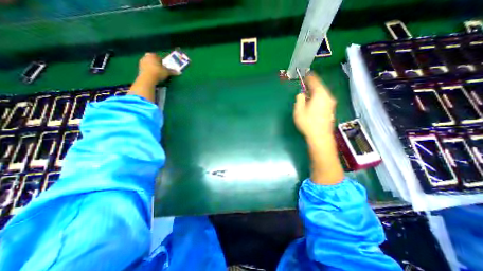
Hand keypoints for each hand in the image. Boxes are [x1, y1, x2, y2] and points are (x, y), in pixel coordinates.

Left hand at [137, 52, 178, 80]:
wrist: (147, 78)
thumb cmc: (158, 72)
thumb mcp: (167, 72)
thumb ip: (172, 71)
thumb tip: (179, 72)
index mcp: (152, 55)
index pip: (159, 57)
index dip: (163, 62)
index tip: (165, 67)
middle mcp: (145, 57)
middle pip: (153, 60)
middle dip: (157, 64)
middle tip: (162, 70)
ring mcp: (141, 62)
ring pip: (149, 64)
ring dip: (153, 68)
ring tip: (158, 74)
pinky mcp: (139, 69)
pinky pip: (146, 69)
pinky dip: (150, 71)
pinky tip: (153, 76)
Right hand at [294, 74, 336, 139]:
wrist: (320, 136)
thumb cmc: (308, 123)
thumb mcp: (298, 110)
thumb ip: (299, 99)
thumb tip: (302, 94)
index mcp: (320, 94)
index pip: (315, 81)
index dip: (309, 77)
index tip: (305, 74)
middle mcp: (328, 96)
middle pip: (320, 86)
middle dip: (312, 84)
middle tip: (305, 84)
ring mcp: (331, 103)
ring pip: (323, 93)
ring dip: (315, 91)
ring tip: (308, 93)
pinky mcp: (331, 109)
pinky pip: (324, 98)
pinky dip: (318, 97)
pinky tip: (313, 102)